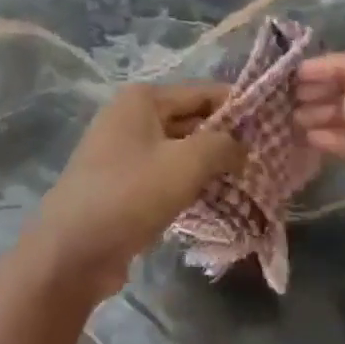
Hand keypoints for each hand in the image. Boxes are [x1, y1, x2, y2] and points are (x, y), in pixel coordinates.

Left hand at [25, 83, 243, 303]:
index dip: (239, 108)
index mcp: (142, 100)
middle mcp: (130, 117)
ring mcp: (123, 152)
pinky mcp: (122, 184)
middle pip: (191, 119)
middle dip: (226, 139)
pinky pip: (165, 175)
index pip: (203, 92)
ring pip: (179, 150)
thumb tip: (242, 146)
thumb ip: (222, 145)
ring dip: (209, 165)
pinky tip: (216, 201)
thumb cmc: (130, 195)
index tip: (273, 127)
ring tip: (248, 182)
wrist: (71, 251)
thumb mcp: (186, 164)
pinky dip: (189, 184)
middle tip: (265, 160)